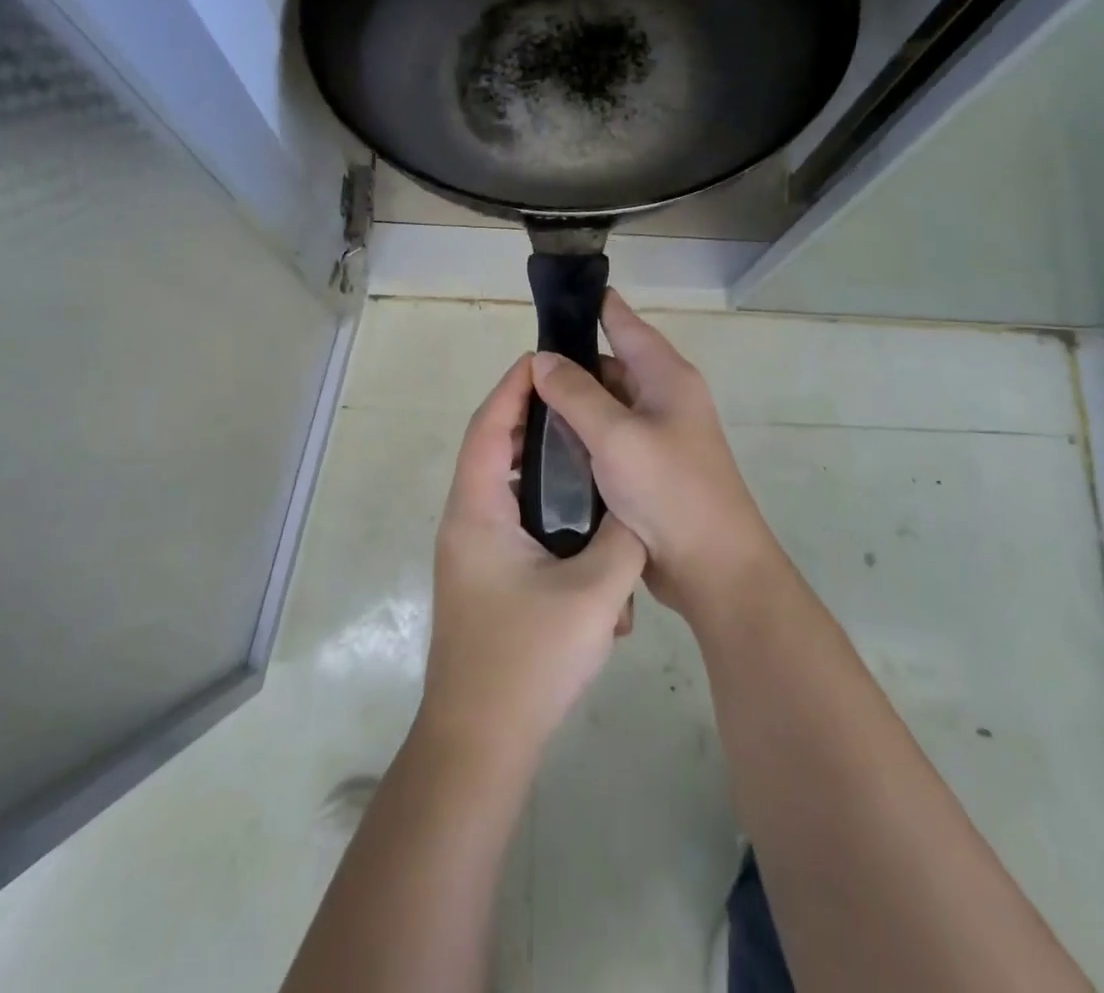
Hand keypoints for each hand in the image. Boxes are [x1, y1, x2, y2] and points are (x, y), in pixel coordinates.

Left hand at [420, 354, 646, 761]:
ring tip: (588, 449)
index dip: (514, 388)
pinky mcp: (485, 576)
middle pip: (494, 450)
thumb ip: (623, 539)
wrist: (479, 745)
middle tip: (580, 399)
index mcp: (477, 510)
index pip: (489, 426)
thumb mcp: (594, 595)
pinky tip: (585, 522)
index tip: (545, 358)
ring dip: (540, 467)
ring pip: (505, 488)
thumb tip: (637, 507)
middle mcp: (466, 521)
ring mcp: (472, 551)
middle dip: (532, 419)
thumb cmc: (527, 661)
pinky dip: (543, 507)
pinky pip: (513, 521)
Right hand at [531, 291, 777, 616]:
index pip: (625, 324)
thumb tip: (542, 359)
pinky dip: (580, 437)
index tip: (562, 289)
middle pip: (609, 366)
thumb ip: (576, 393)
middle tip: (521, 370)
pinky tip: (547, 443)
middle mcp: (663, 398)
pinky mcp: (645, 468)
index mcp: (666, 377)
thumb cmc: (669, 489)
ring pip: (604, 405)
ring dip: (571, 406)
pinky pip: (606, 438)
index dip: (596, 305)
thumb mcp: (616, 435)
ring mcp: (656, 435)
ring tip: (524, 405)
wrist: (712, 567)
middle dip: (570, 366)